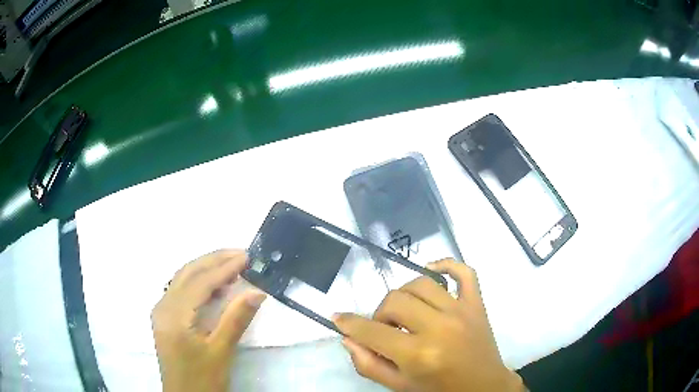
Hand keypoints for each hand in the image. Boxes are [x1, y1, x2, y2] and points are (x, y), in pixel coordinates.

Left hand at [151, 249, 265, 391]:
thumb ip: (236, 319)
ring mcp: (162, 311)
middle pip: (187, 273)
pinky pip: (180, 289)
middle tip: (240, 253)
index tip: (246, 257)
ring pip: (182, 279)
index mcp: (175, 315)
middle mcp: (163, 306)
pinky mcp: (165, 317)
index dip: (224, 268)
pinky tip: (213, 285)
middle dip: (213, 260)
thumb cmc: (203, 379)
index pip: (200, 282)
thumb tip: (257, 292)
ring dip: (205, 268)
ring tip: (230, 264)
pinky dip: (197, 281)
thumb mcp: (221, 352)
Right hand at [334, 259, 523, 391]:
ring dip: (404, 296)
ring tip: (406, 314)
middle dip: (380, 315)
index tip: (338, 318)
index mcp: (419, 355)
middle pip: (395, 300)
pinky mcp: (477, 303)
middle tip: (386, 330)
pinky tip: (432, 271)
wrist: (483, 387)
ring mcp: (462, 311)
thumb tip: (348, 338)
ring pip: (421, 283)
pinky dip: (446, 265)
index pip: (372, 331)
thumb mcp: (399, 386)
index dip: (349, 323)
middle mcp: (440, 327)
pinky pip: (465, 272)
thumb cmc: (439, 390)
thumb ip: (368, 364)